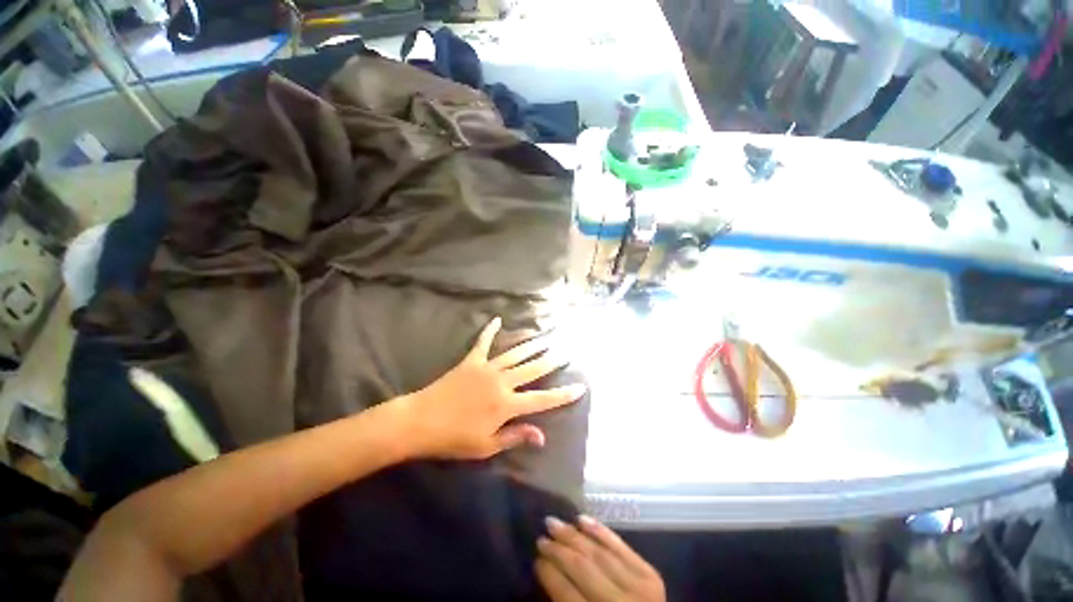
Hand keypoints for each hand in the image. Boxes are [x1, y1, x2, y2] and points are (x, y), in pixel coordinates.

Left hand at [402, 317, 586, 459]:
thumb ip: (515, 437)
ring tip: (545, 336)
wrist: (420, 421)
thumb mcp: (486, 446)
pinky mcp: (471, 361)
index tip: (580, 386)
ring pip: (515, 354)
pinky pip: (483, 342)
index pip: (542, 400)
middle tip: (566, 350)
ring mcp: (486, 368)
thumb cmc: (453, 438)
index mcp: (507, 405)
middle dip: (551, 361)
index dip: (563, 395)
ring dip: (531, 345)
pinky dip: (490, 330)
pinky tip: (497, 319)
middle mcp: (502, 382)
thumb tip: (542, 436)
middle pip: (532, 370)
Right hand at [536, 515, 664, 601]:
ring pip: (598, 552)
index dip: (549, 573)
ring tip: (554, 523)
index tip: (536, 558)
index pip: (566, 593)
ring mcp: (638, 587)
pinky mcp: (650, 574)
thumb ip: (566, 601)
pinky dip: (599, 531)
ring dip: (573, 535)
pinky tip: (581, 518)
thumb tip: (546, 569)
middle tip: (541, 537)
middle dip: (558, 550)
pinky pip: (620, 546)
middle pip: (582, 568)